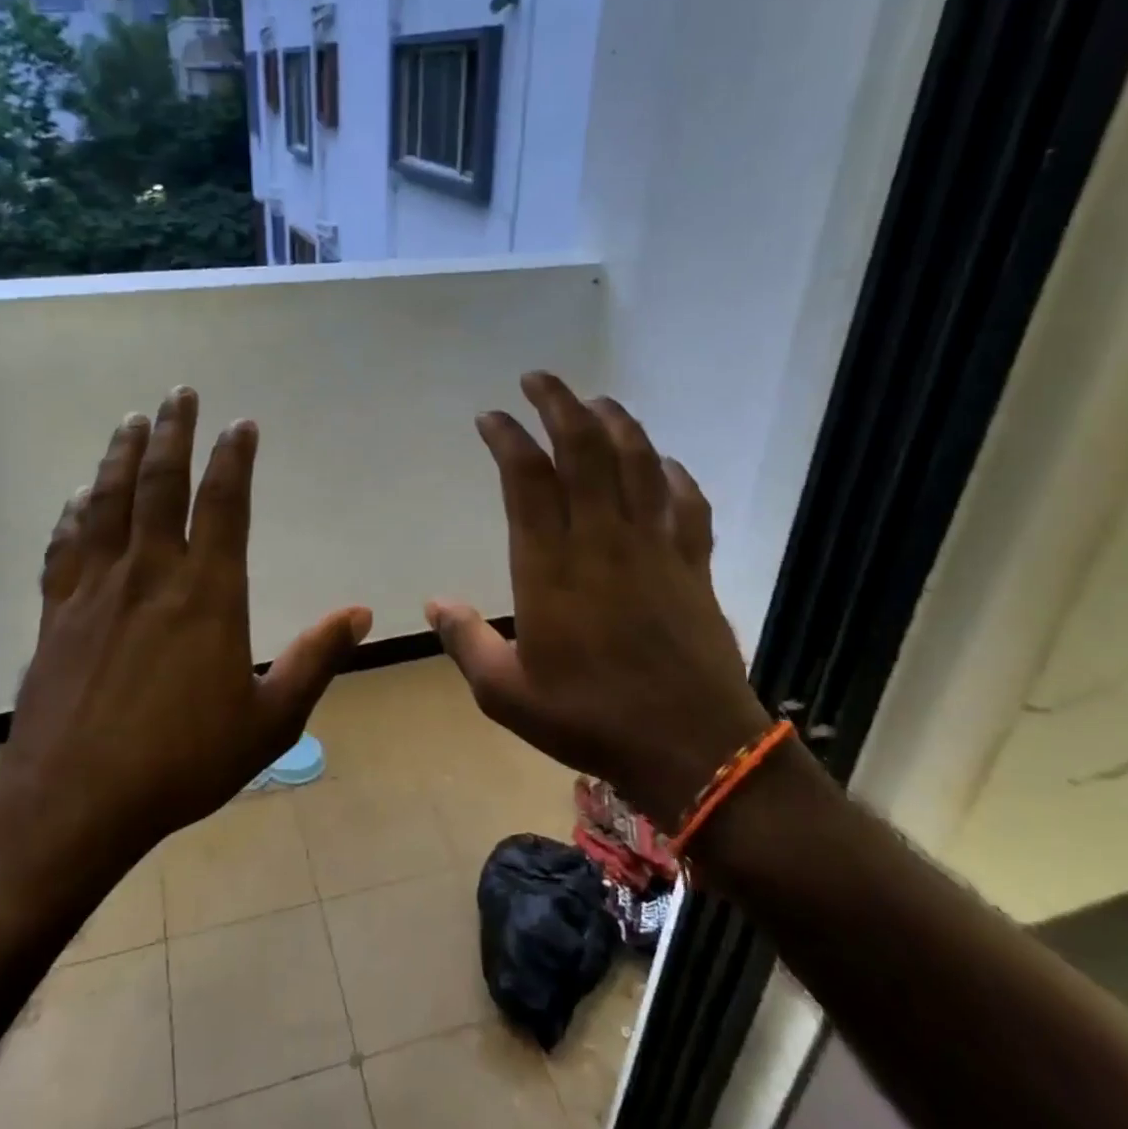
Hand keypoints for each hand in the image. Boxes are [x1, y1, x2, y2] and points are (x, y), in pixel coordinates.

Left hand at [0, 387, 371, 877]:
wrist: (74, 804)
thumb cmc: (183, 763)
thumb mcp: (270, 721)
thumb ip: (316, 660)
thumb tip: (361, 614)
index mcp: (207, 594)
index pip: (224, 504)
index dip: (234, 458)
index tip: (241, 425)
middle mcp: (150, 574)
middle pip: (160, 484)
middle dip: (173, 433)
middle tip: (180, 394)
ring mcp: (96, 590)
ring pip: (108, 502)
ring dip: (122, 455)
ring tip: (132, 421)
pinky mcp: (57, 613)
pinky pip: (66, 546)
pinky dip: (75, 512)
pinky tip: (80, 495)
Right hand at [426, 371, 773, 832]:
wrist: (691, 748)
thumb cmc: (590, 719)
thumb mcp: (506, 693)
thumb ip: (467, 642)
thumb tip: (434, 603)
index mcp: (550, 566)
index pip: (527, 479)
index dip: (507, 438)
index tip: (491, 417)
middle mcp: (602, 540)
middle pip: (583, 450)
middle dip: (559, 404)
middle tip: (539, 379)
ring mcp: (654, 547)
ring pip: (637, 463)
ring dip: (615, 423)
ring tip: (595, 401)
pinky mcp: (693, 564)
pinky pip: (687, 503)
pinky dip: (674, 474)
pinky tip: (665, 463)